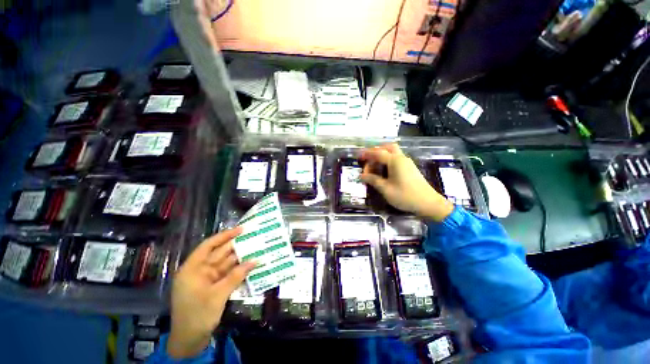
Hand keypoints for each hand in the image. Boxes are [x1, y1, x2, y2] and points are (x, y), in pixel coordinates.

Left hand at [167, 227, 254, 358]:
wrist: (189, 341)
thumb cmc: (197, 315)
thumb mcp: (217, 295)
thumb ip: (236, 276)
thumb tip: (255, 260)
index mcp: (193, 268)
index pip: (209, 245)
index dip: (225, 236)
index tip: (241, 229)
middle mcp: (200, 270)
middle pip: (219, 253)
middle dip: (236, 245)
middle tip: (254, 237)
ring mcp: (207, 279)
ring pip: (226, 263)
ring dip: (240, 257)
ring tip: (256, 248)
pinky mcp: (214, 287)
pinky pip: (228, 274)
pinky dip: (238, 269)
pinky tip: (250, 264)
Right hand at [360, 143, 453, 221]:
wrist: (428, 203)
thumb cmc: (405, 196)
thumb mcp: (385, 189)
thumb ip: (373, 180)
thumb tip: (361, 176)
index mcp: (395, 161)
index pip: (378, 153)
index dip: (367, 154)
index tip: (358, 156)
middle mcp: (401, 158)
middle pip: (387, 147)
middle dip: (376, 150)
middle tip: (368, 159)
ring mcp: (407, 163)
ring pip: (393, 152)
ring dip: (382, 155)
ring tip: (373, 166)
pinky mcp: (410, 168)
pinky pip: (396, 159)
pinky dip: (387, 160)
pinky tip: (383, 171)